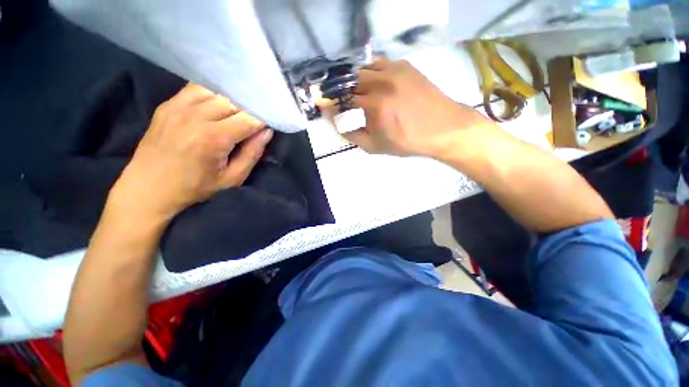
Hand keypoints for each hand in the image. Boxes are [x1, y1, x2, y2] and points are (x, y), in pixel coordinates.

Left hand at [108, 83, 272, 222]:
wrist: (147, 189)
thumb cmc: (194, 188)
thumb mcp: (232, 179)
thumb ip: (252, 154)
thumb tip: (267, 132)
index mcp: (213, 138)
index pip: (249, 118)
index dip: (264, 119)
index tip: (272, 122)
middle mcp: (196, 116)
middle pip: (234, 101)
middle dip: (251, 108)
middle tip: (258, 118)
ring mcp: (179, 107)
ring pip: (217, 91)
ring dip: (234, 99)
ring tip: (241, 111)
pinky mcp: (168, 104)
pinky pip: (197, 88)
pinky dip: (214, 93)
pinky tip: (220, 102)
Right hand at [345, 59, 495, 158]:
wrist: (443, 127)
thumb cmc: (408, 142)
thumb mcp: (376, 147)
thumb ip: (353, 135)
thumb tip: (337, 124)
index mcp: (375, 105)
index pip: (343, 100)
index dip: (332, 104)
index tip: (326, 107)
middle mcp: (383, 82)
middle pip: (350, 81)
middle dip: (342, 92)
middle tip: (342, 102)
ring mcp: (394, 70)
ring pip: (363, 69)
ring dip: (355, 81)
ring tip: (357, 94)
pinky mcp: (404, 65)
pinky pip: (379, 63)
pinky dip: (370, 73)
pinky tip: (373, 84)